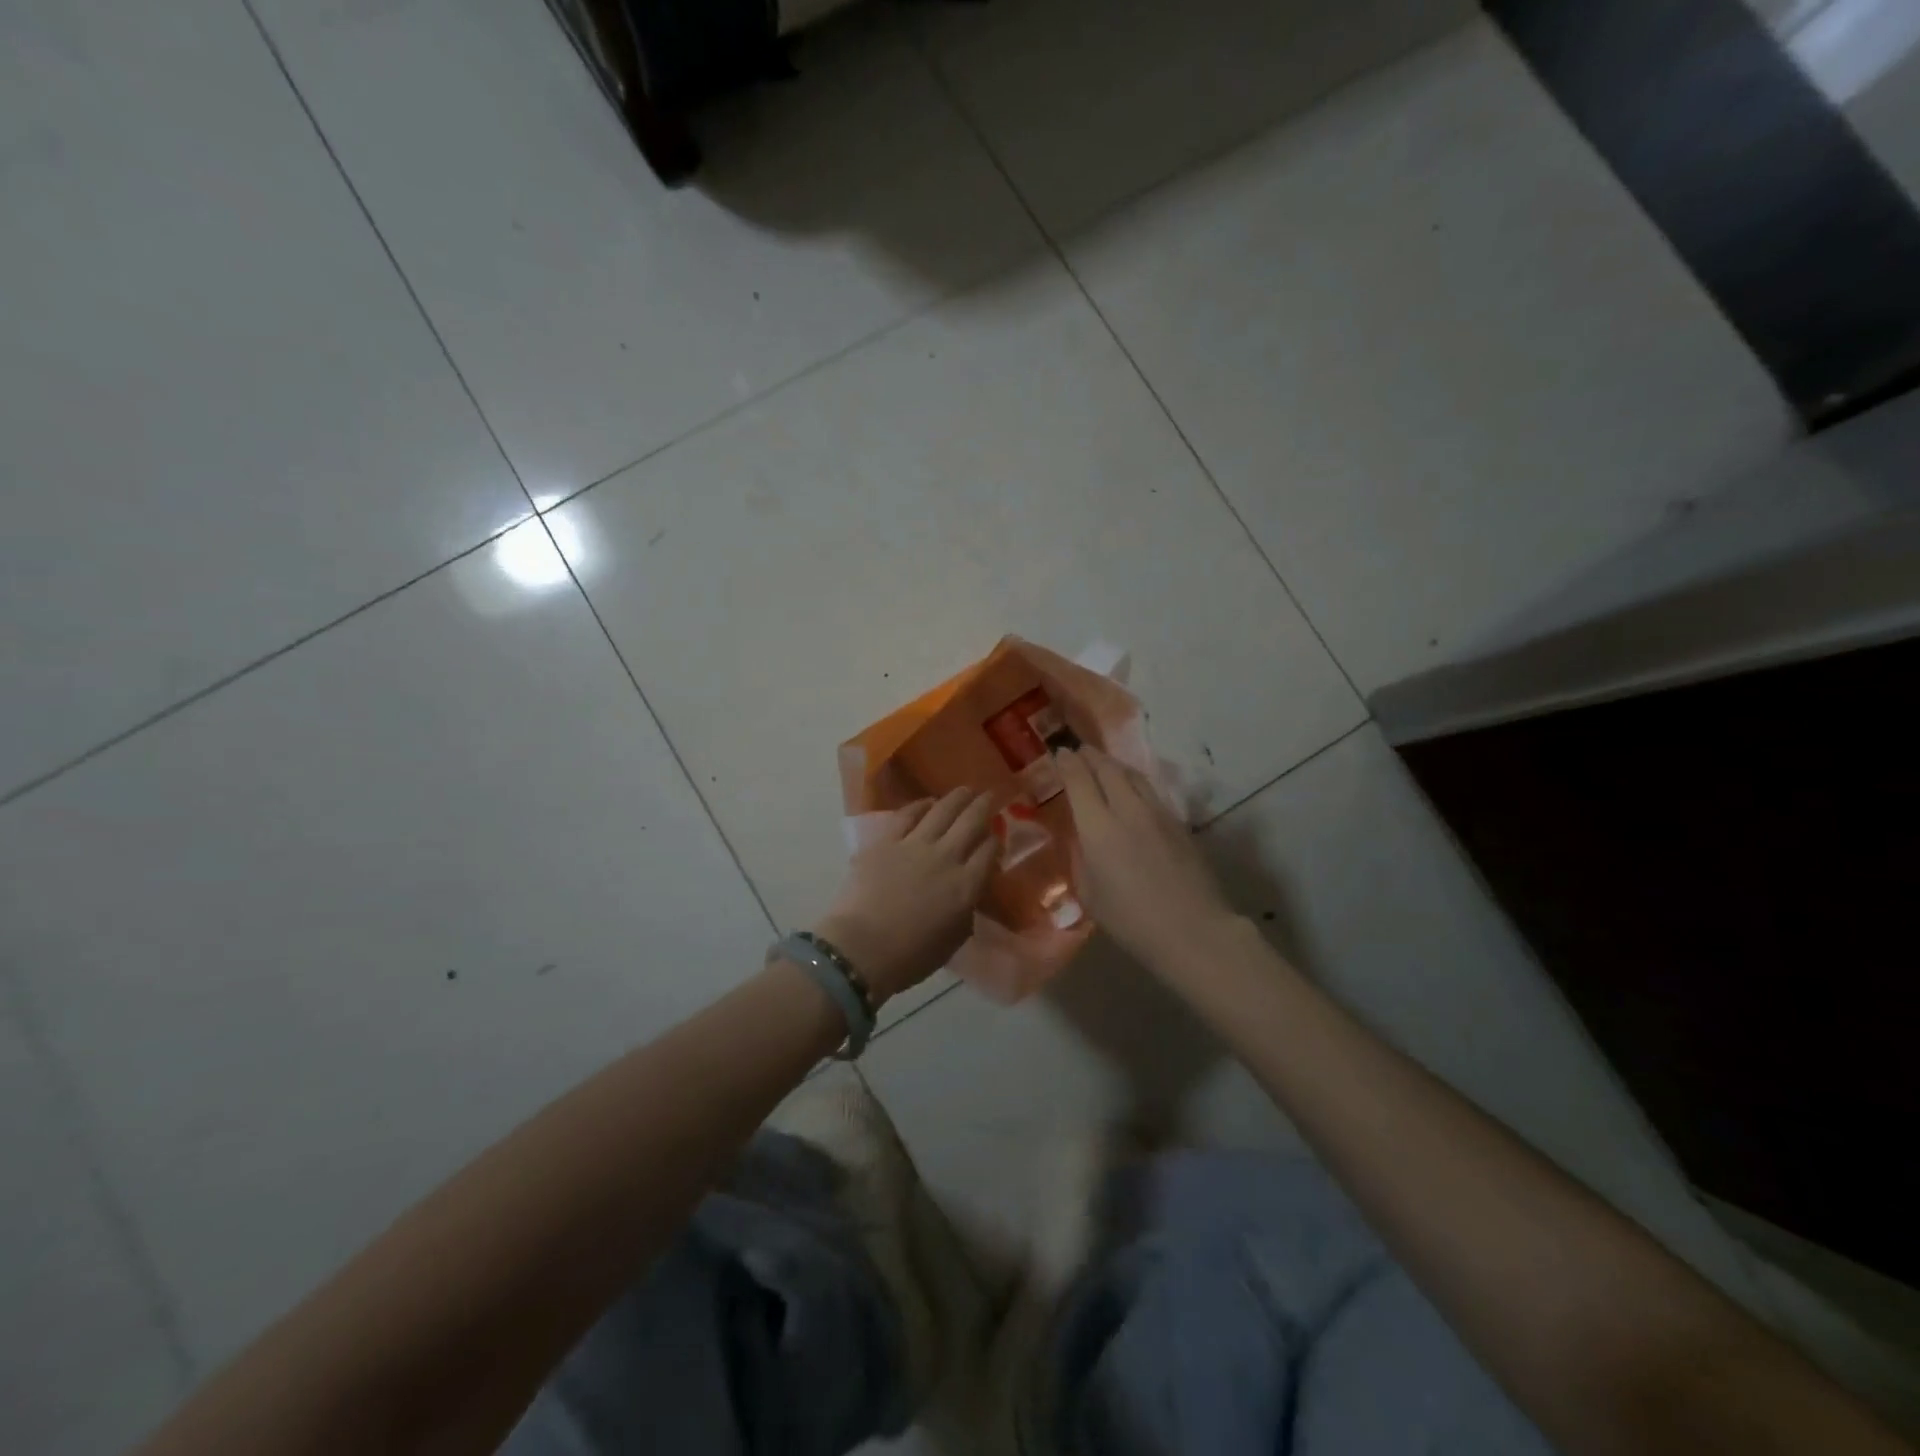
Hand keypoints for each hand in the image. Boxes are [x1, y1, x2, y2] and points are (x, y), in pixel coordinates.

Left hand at [814, 788, 996, 1000]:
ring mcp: (915, 845)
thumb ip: (965, 912)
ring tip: (965, 790)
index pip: (989, 852)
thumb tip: (967, 897)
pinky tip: (928, 802)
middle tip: (990, 796)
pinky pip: (908, 815)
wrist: (861, 948)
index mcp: (966, 886)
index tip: (996, 837)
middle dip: (984, 806)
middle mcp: (946, 858)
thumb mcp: (953, 940)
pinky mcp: (886, 841)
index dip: (995, 841)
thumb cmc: (909, 957)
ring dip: (957, 798)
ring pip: (942, 811)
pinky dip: (920, 805)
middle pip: (971, 822)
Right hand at [1057, 746, 1239, 973]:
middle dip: (1090, 756)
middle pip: (1107, 769)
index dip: (1067, 763)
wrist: (1193, 930)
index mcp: (1098, 828)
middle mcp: (1127, 810)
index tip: (1060, 753)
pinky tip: (1132, 790)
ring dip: (1114, 765)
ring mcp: (1157, 813)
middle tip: (1080, 751)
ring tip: (1104, 764)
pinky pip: (1151, 791)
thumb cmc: (1132, 921)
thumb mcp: (1091, 896)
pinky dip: (1134, 782)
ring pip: (1133, 775)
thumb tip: (1081, 839)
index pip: (1079, 781)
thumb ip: (1081, 860)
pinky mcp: (1178, 823)